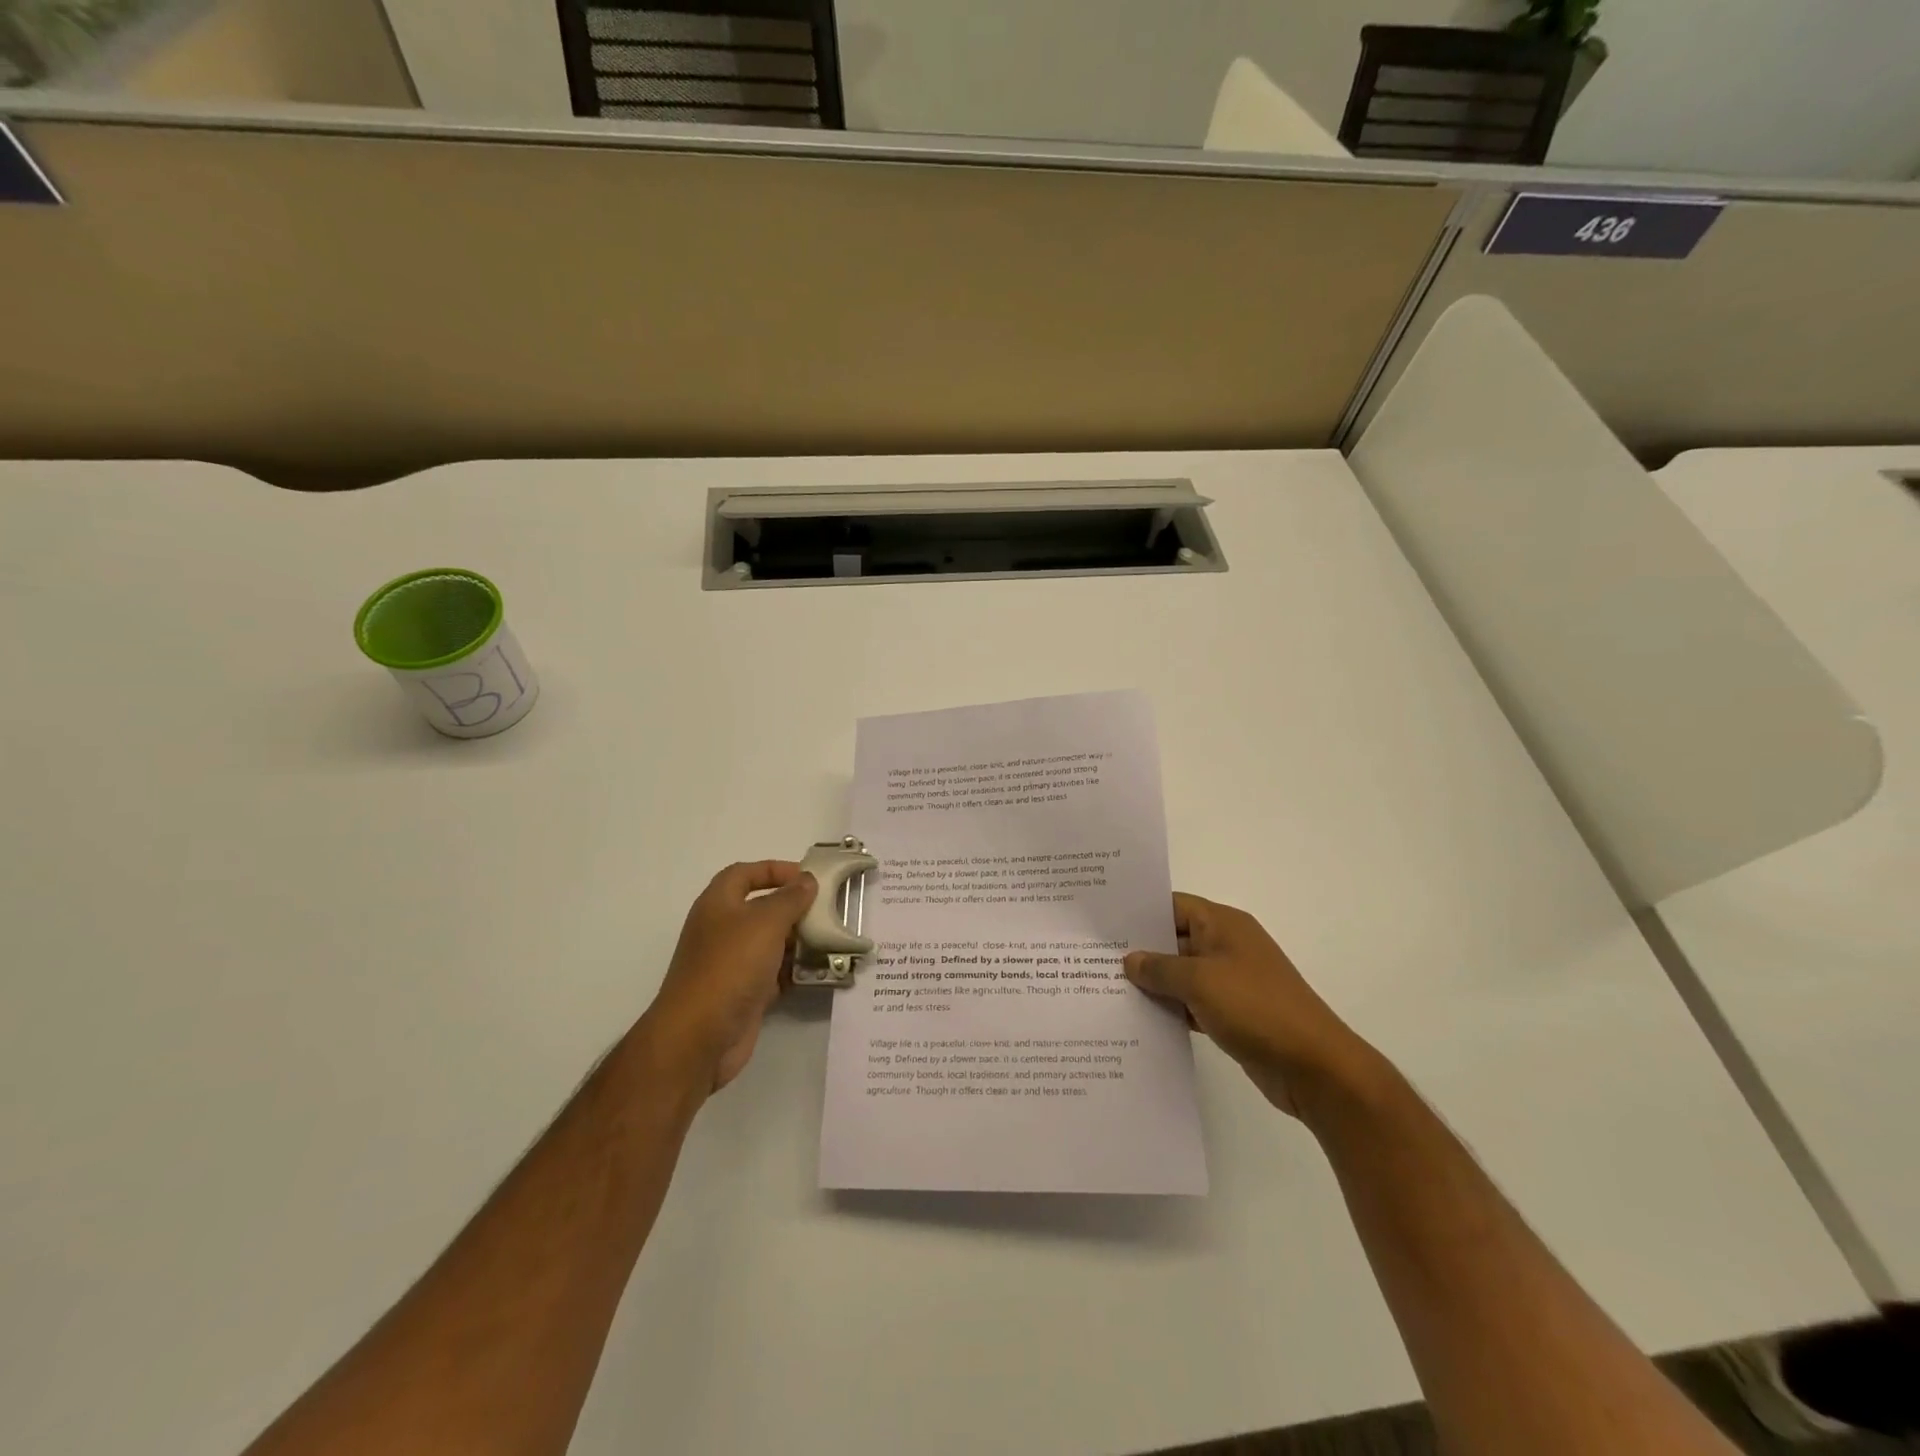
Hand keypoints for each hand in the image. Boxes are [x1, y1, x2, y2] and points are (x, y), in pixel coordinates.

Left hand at [643, 861, 817, 1092]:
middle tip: (827, 911)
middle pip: (761, 908)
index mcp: (718, 904)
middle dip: (793, 908)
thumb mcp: (765, 922)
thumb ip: (790, 898)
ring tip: (830, 940)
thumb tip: (807, 880)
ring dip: (798, 941)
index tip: (807, 878)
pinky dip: (793, 971)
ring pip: (770, 943)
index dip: (774, 870)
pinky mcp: (743, 993)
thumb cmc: (730, 966)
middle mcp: (722, 930)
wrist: (700, 1036)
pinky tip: (818, 971)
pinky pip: (773, 974)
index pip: (744, 873)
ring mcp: (732, 964)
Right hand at [1125, 893, 1371, 1116]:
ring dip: (1153, 984)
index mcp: (1223, 925)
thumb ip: (1160, 968)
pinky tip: (1139, 1020)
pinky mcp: (1232, 1014)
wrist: (1315, 1067)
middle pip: (1174, 939)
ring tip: (1106, 989)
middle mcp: (1226, 947)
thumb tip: (1130, 960)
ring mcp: (1231, 982)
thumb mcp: (1200, 981)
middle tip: (1093, 958)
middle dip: (1139, 950)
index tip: (1102, 922)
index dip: (1139, 911)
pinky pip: (1191, 1003)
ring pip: (1181, 974)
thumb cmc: (1256, 1008)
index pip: (1172, 905)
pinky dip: (1170, 1009)